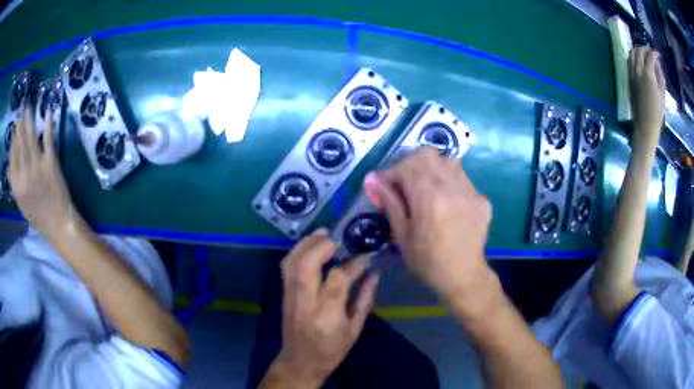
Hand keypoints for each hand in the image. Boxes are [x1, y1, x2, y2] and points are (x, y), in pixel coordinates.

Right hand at [9, 107, 77, 236]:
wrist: (58, 222)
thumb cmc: (37, 215)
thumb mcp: (21, 203)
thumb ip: (14, 185)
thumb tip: (7, 168)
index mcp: (17, 185)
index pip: (13, 157)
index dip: (13, 141)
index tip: (14, 130)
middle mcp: (25, 173)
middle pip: (21, 144)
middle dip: (20, 126)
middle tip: (21, 111)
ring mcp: (37, 166)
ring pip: (31, 138)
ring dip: (29, 121)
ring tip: (28, 108)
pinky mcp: (50, 162)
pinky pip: (48, 139)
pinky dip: (48, 125)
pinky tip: (48, 112)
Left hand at [262, 230, 378, 387]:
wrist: (300, 361)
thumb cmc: (332, 349)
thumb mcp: (355, 329)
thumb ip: (364, 299)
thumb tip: (375, 273)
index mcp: (327, 314)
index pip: (338, 278)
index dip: (353, 264)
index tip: (364, 256)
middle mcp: (305, 302)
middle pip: (306, 265)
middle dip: (321, 245)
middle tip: (337, 237)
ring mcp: (290, 297)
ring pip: (291, 262)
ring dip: (306, 243)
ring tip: (322, 234)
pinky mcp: (283, 294)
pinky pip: (286, 267)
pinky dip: (296, 251)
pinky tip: (310, 246)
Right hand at [364, 148, 492, 301]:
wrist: (463, 276)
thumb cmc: (427, 261)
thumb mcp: (402, 235)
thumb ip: (390, 203)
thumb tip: (373, 179)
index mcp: (429, 199)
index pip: (406, 165)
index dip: (391, 172)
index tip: (386, 186)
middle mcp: (452, 188)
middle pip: (428, 154)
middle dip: (411, 163)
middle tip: (406, 183)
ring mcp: (471, 191)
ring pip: (448, 160)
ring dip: (432, 169)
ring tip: (427, 190)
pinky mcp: (482, 198)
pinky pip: (462, 178)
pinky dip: (450, 182)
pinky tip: (447, 203)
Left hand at [629, 46, 665, 144]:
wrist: (645, 125)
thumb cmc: (657, 112)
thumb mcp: (662, 93)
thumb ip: (660, 75)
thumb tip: (657, 64)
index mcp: (647, 74)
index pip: (650, 56)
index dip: (654, 53)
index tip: (658, 55)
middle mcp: (637, 70)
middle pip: (639, 50)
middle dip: (646, 49)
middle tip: (652, 53)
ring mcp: (631, 73)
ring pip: (632, 53)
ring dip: (638, 50)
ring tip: (646, 55)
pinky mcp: (628, 77)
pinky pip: (629, 60)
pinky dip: (634, 56)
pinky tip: (640, 61)